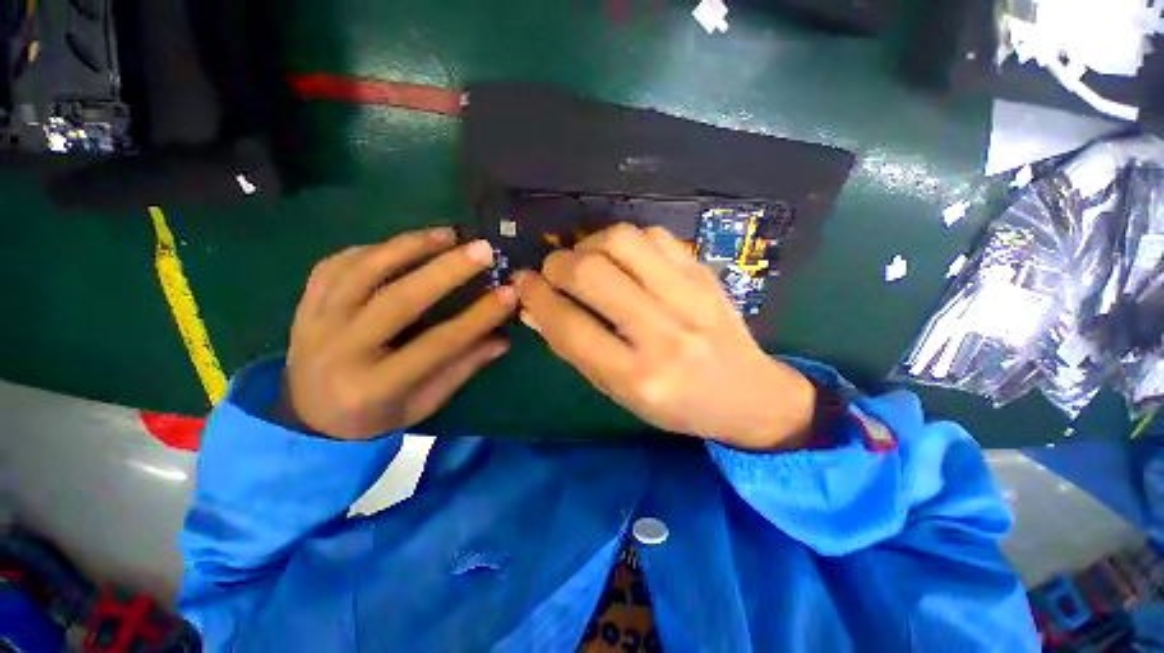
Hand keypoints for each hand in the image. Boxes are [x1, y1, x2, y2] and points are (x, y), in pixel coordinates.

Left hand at [275, 228, 515, 439]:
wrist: (308, 417)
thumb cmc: (376, 414)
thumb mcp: (424, 403)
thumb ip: (462, 368)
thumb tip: (502, 339)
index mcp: (374, 387)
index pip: (437, 344)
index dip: (477, 318)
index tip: (509, 293)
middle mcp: (340, 351)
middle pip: (398, 300)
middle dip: (446, 270)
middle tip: (482, 249)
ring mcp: (315, 323)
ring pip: (363, 271)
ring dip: (409, 246)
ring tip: (447, 235)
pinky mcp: (305, 304)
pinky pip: (336, 264)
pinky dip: (373, 249)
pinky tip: (402, 244)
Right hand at [514, 224, 815, 449]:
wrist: (749, 394)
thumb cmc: (676, 405)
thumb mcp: (620, 392)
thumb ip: (575, 349)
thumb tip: (535, 308)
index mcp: (637, 377)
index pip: (570, 327)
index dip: (536, 297)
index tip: (522, 283)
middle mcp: (663, 334)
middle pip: (592, 273)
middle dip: (557, 264)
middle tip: (552, 271)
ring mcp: (690, 297)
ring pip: (622, 241)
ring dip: (589, 244)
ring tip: (586, 260)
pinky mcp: (705, 274)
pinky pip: (654, 235)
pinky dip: (625, 240)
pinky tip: (622, 258)